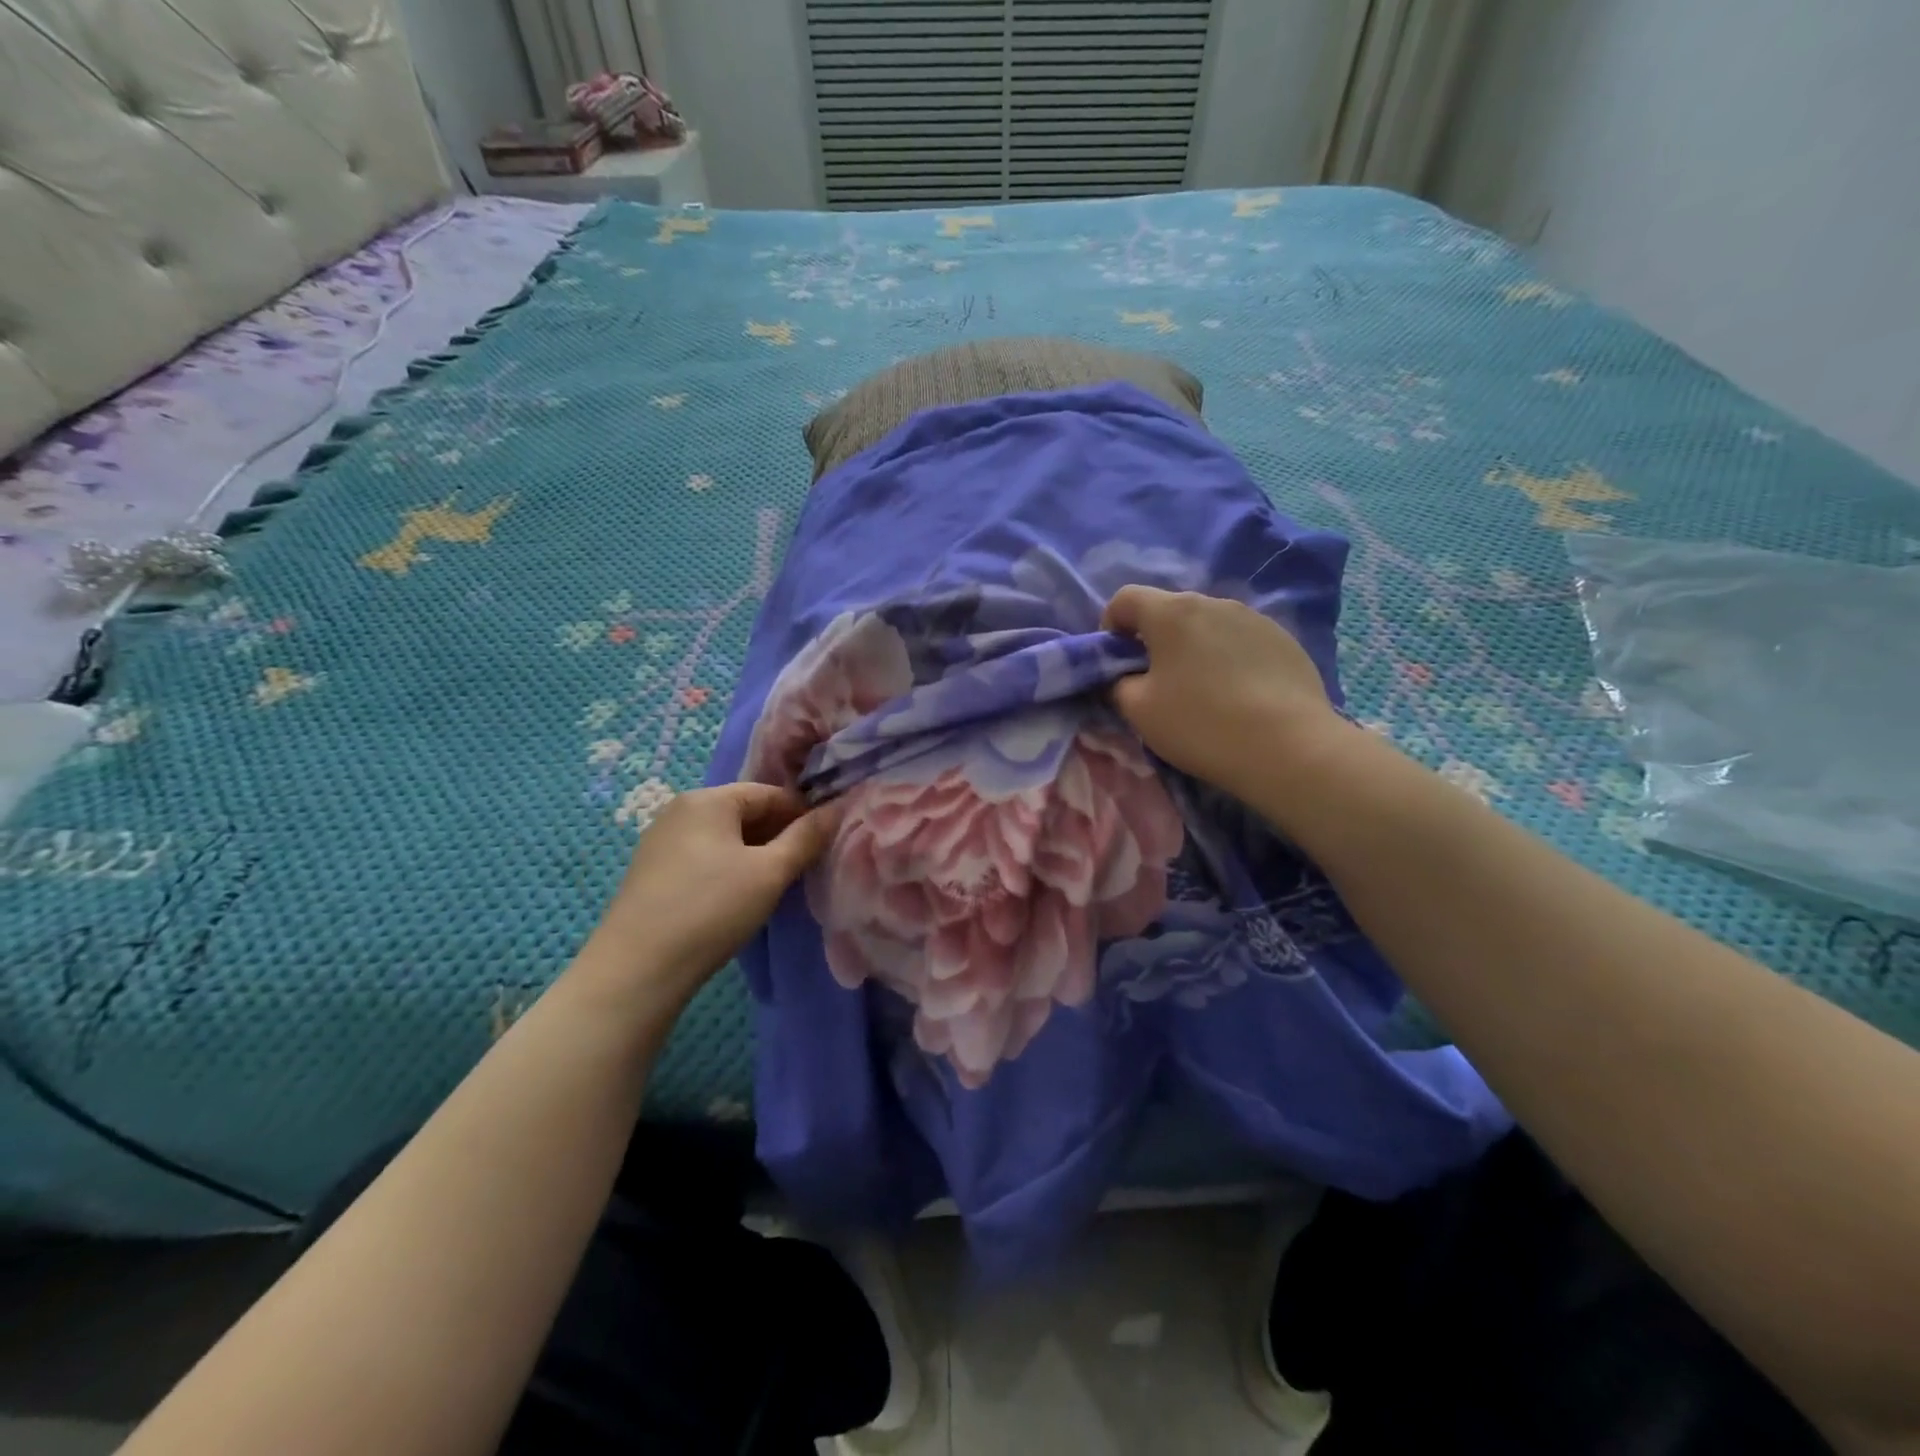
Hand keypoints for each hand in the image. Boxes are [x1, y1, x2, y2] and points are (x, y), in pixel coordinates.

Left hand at [588, 784, 837, 999]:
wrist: (637, 969)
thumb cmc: (711, 909)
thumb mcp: (769, 872)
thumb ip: (806, 837)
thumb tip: (837, 809)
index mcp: (707, 799)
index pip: (769, 793)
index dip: (802, 814)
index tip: (824, 843)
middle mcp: (680, 810)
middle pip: (744, 812)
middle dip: (779, 835)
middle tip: (803, 867)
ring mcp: (661, 841)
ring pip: (724, 837)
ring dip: (755, 854)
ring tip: (775, 885)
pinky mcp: (652, 872)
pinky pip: (703, 857)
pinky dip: (729, 869)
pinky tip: (737, 898)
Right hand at [1102, 586, 1346, 800]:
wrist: (1288, 747)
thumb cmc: (1200, 724)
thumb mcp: (1138, 711)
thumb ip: (1118, 684)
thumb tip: (1124, 677)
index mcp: (1171, 612)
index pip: (1125, 599)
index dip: (1111, 626)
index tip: (1116, 662)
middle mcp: (1213, 602)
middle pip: (1169, 610)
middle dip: (1154, 639)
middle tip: (1156, 682)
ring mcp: (1254, 618)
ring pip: (1208, 625)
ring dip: (1194, 648)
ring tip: (1201, 691)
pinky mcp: (1284, 639)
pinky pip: (1241, 641)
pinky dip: (1228, 659)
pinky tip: (1238, 696)